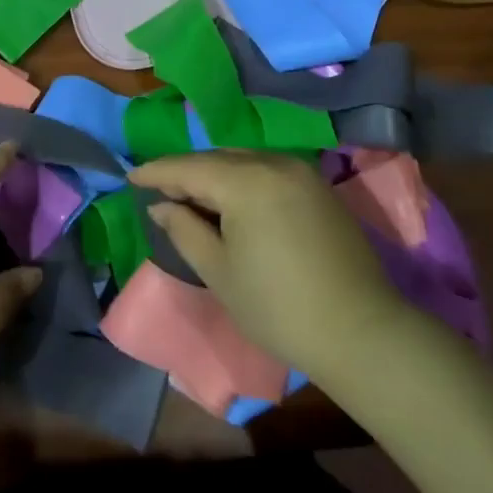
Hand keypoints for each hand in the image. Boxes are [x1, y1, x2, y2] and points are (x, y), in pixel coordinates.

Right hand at [127, 151, 405, 379]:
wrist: (362, 333)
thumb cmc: (279, 307)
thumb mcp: (219, 272)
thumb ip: (183, 229)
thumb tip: (161, 204)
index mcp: (246, 181)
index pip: (188, 167)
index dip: (156, 171)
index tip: (130, 176)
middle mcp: (273, 163)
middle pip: (215, 159)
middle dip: (185, 173)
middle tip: (159, 191)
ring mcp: (300, 173)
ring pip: (242, 161)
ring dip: (214, 175)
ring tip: (192, 197)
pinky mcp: (318, 188)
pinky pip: (267, 171)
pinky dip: (242, 180)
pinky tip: (232, 202)